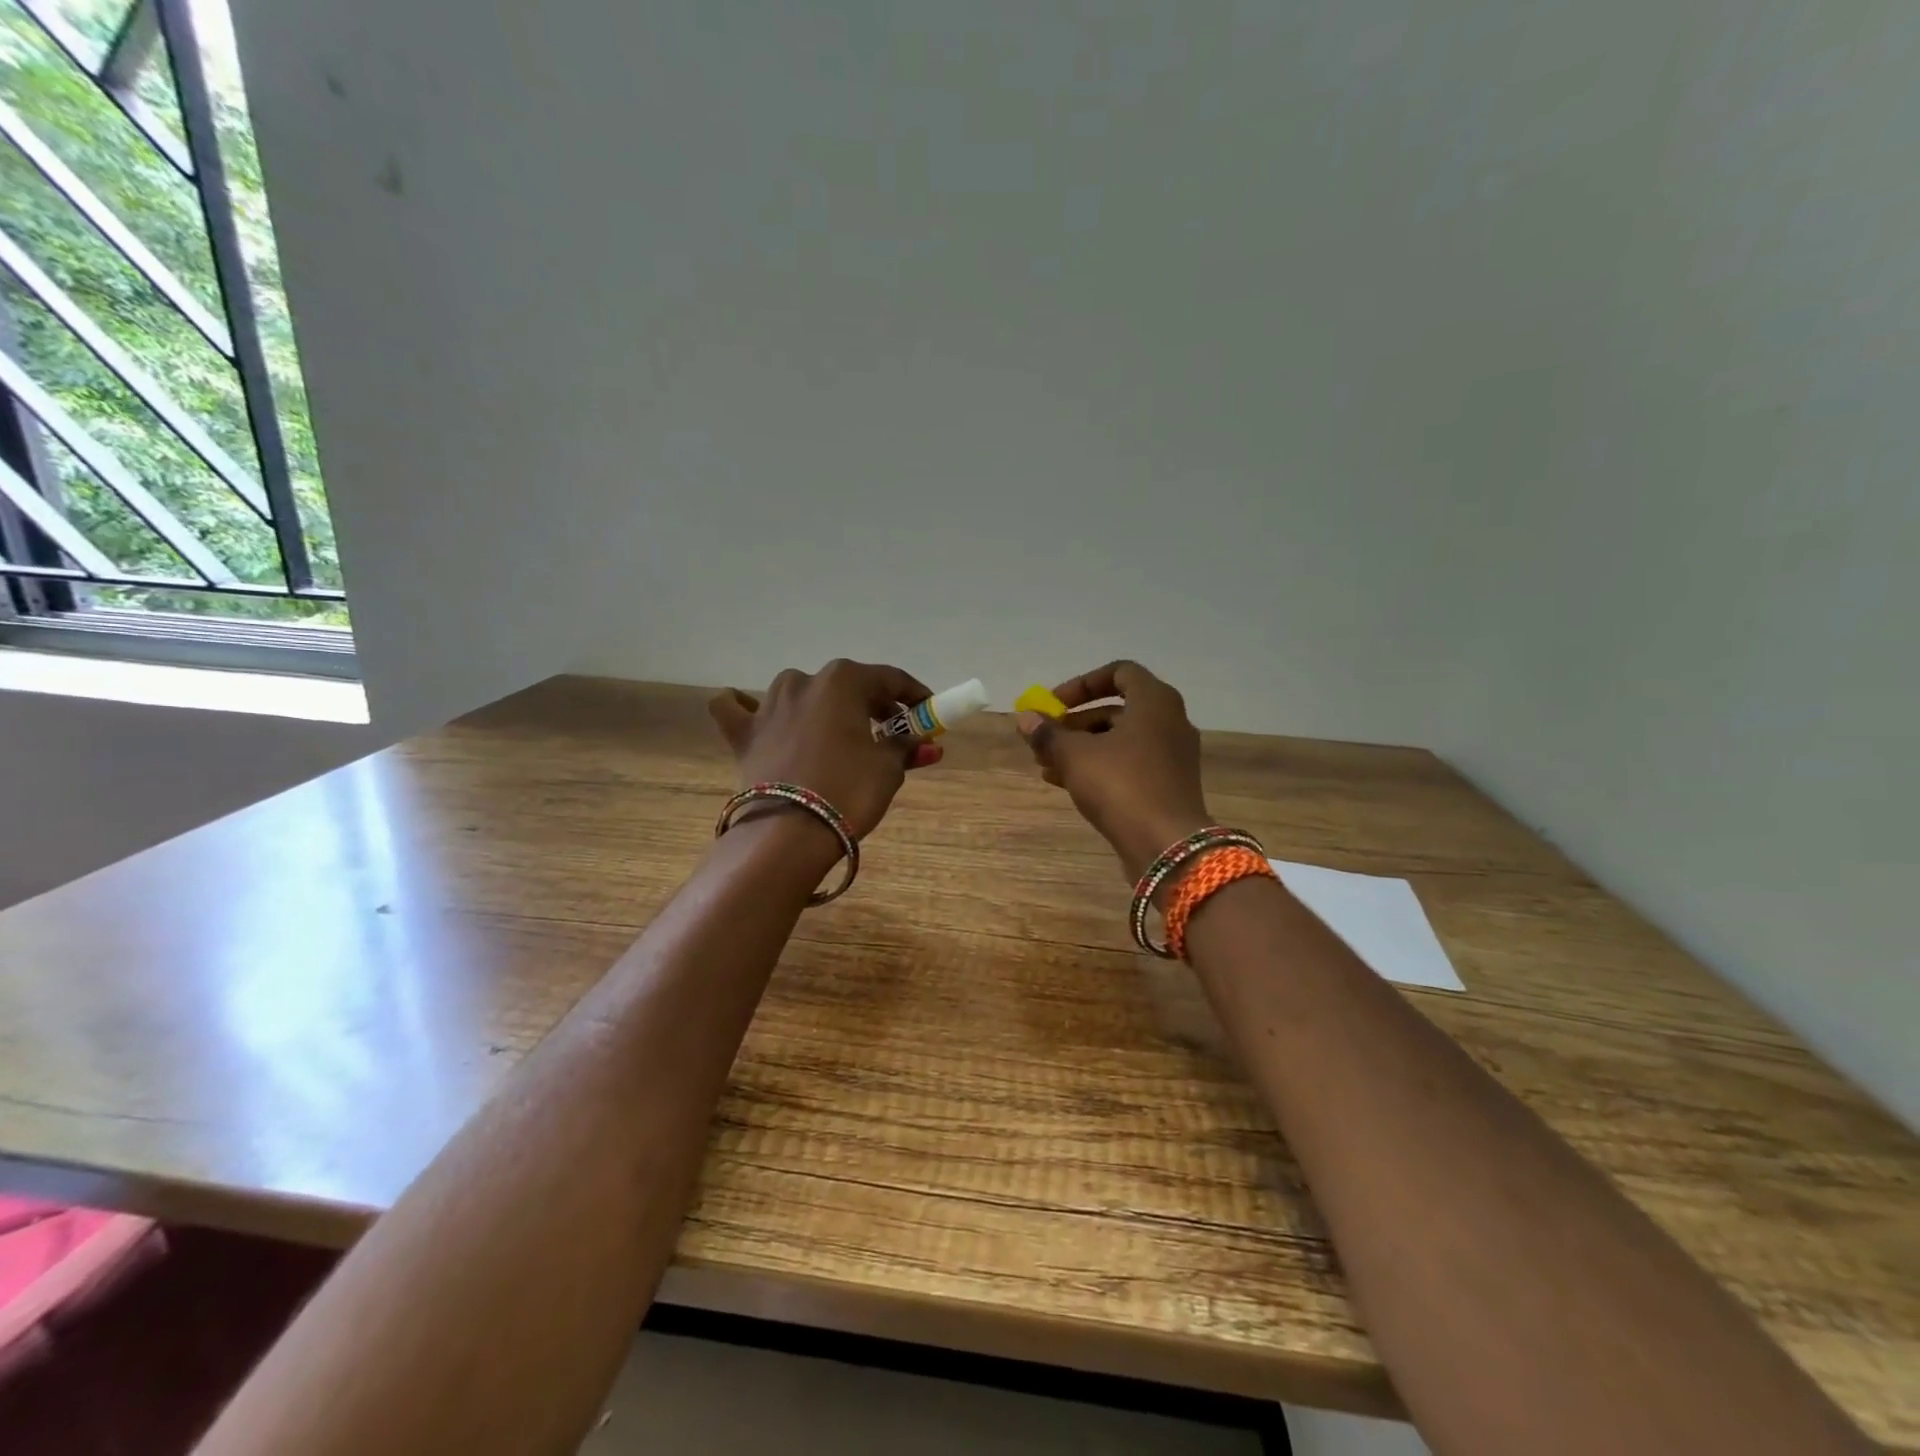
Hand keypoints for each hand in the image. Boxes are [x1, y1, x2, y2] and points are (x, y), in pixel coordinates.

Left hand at [709, 660, 941, 840]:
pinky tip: (757, 715)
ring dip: (821, 706)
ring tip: (837, 732)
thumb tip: (927, 743)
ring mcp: (768, 705)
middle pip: (847, 686)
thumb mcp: (888, 768)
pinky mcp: (743, 733)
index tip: (928, 713)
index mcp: (843, 680)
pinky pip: (738, 709)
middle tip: (893, 732)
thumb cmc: (849, 791)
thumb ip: (906, 747)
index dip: (914, 696)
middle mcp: (803, 681)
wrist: (790, 832)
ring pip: (799, 692)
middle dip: (873, 705)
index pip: (890, 679)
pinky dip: (747, 708)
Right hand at [1015, 660, 1210, 882]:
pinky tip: (1063, 783)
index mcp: (1155, 702)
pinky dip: (1098, 767)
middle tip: (1043, 739)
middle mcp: (1169, 722)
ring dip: (1081, 748)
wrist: (1166, 845)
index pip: (1119, 672)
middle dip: (1074, 723)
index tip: (1054, 704)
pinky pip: (1128, 765)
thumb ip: (1048, 733)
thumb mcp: (1075, 755)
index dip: (1082, 684)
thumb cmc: (1121, 785)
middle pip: (1115, 710)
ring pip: (1119, 741)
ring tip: (1045, 765)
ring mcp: (1171, 756)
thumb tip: (1024, 718)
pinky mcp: (1167, 785)